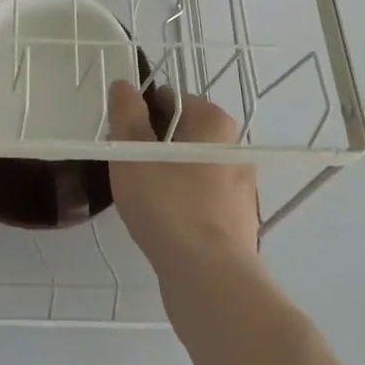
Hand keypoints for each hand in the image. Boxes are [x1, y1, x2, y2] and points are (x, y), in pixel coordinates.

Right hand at [107, 82, 259, 283]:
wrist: (210, 280)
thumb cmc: (169, 205)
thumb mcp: (133, 151)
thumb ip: (126, 113)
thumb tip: (124, 85)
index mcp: (215, 121)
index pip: (171, 100)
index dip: (142, 116)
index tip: (124, 142)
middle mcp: (234, 148)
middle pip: (182, 134)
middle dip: (153, 148)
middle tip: (129, 171)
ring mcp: (241, 188)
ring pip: (190, 169)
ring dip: (166, 178)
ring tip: (142, 202)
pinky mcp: (238, 223)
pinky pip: (201, 201)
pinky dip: (181, 206)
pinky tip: (163, 226)